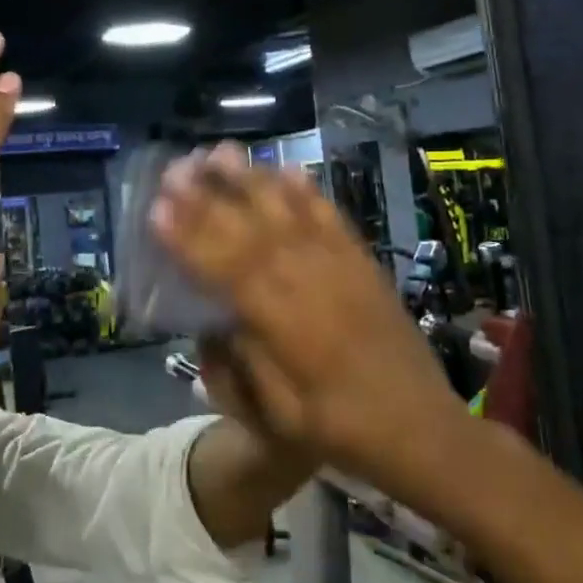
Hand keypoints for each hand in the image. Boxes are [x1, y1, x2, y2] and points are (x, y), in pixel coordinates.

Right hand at [149, 144, 459, 483]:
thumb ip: (242, 365)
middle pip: (251, 230)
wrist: (425, 430)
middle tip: (175, 167)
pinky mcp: (363, 263)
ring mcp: (340, 268)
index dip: (189, 238)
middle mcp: (310, 284)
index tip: (157, 209)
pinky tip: (285, 168)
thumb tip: (211, 322)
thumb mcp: (280, 418)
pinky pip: (331, 217)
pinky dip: (306, 190)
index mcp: (285, 325)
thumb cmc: (343, 431)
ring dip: (252, 180)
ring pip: (288, 213)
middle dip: (209, 197)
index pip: (226, 270)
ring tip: (220, 152)